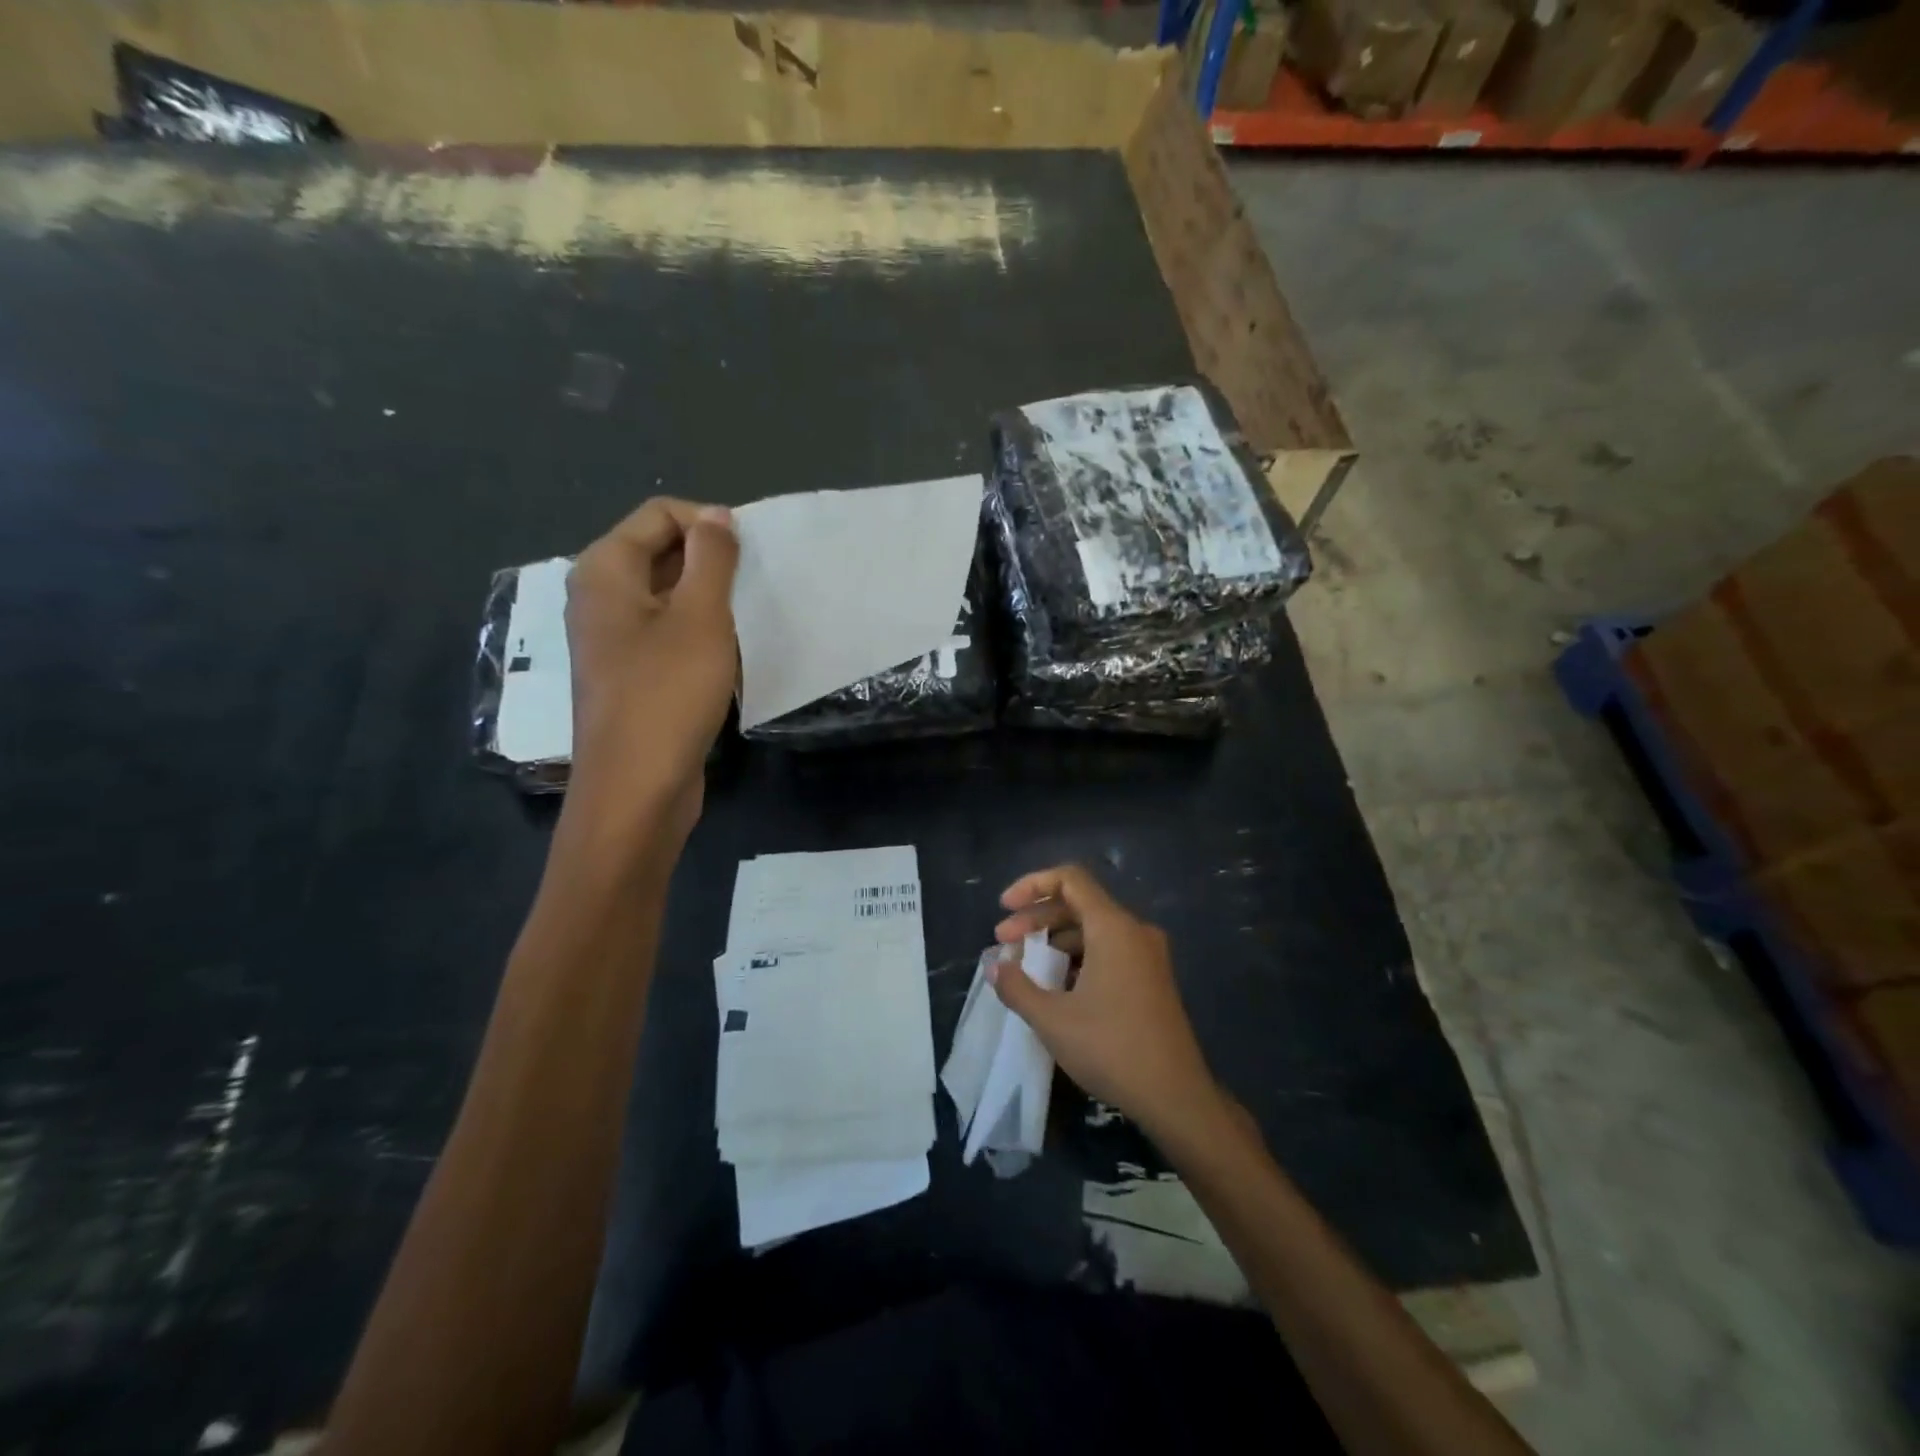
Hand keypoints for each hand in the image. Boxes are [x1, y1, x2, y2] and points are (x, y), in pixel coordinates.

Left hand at [564, 498, 737, 837]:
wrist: (636, 788)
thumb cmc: (668, 695)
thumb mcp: (700, 617)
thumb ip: (711, 559)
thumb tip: (717, 517)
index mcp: (605, 570)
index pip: (659, 516)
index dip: (709, 524)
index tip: (752, 555)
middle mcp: (600, 597)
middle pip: (660, 552)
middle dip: (711, 562)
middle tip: (755, 588)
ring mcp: (613, 639)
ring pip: (668, 597)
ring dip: (710, 601)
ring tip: (747, 622)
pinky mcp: (630, 675)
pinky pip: (667, 634)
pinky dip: (699, 634)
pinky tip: (729, 657)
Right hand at [990, 864, 1225, 1144]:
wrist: (1176, 1096)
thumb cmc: (1112, 1049)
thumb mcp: (1052, 1019)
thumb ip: (1016, 986)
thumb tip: (995, 967)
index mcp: (1113, 927)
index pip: (1070, 879)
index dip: (1032, 885)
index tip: (1004, 907)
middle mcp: (1134, 931)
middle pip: (1078, 903)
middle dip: (1036, 917)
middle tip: (1003, 942)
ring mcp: (1147, 955)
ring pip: (1093, 928)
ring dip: (1055, 939)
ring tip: (1024, 966)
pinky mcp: (1151, 978)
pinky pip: (1108, 950)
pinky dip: (1077, 956)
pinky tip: (1056, 986)